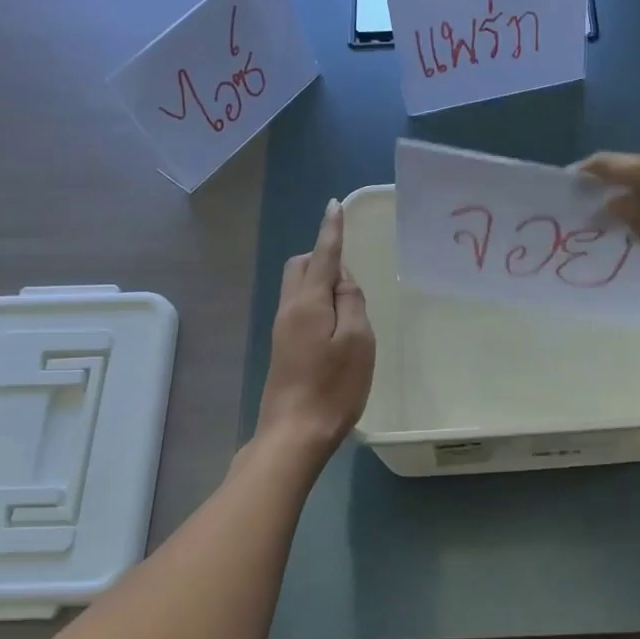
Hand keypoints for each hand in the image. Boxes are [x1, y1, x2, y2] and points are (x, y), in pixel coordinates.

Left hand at [256, 199, 375, 460]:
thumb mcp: (357, 341)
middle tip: (351, 276)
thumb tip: (344, 280)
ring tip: (349, 304)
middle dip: (322, 257)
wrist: (294, 432)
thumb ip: (352, 302)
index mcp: (308, 302)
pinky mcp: (283, 347)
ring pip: (298, 287)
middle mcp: (289, 309)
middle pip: (300, 267)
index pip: (323, 255)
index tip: (334, 206)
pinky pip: (299, 308)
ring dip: (320, 281)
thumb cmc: (333, 387)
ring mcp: (282, 329)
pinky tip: (336, 325)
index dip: (331, 230)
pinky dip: (317, 302)